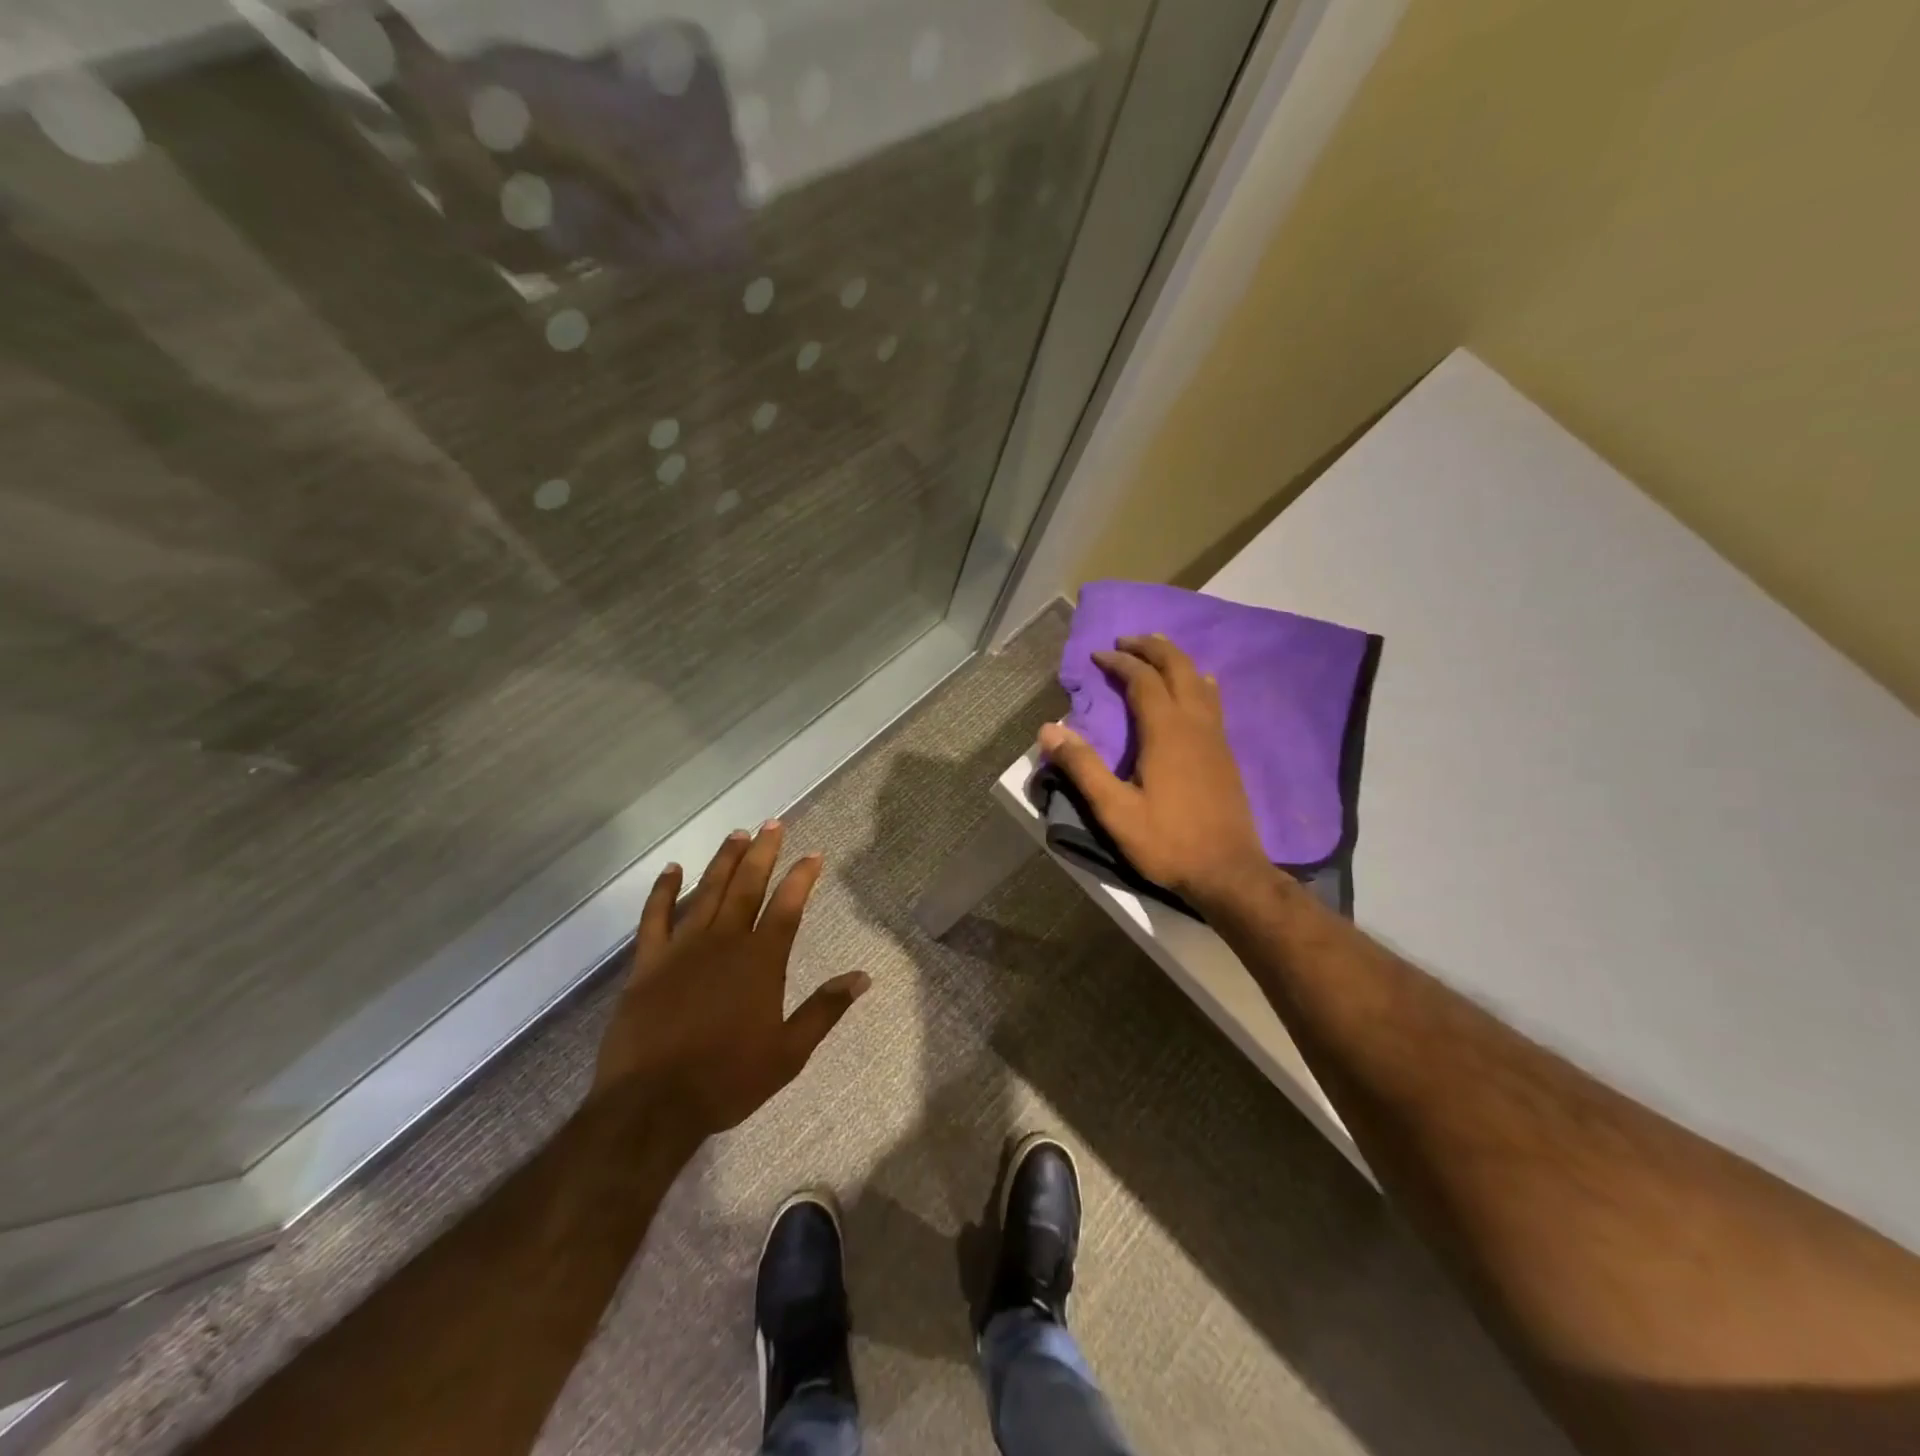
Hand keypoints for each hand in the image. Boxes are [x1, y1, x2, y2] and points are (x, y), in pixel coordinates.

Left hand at [590, 822, 868, 1139]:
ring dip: (723, 861)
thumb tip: (863, 977)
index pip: (788, 906)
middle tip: (773, 823)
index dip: (802, 877)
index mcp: (761, 961)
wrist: (653, 1104)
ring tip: (737, 834)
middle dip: (763, 852)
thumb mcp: (789, 1052)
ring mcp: (683, 949)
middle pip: (747, 886)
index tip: (813, 854)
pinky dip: (663, 890)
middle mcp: (725, 942)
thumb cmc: (728, 1079)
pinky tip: (672, 869)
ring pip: (707, 892)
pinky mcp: (648, 963)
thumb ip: (825, 1009)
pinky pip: (654, 917)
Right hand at [1038, 634, 1275, 911]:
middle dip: (1152, 647)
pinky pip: (1212, 700)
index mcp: (1166, 731)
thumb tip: (1048, 729)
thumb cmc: (1168, 842)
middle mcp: (1195, 723)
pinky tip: (1196, 687)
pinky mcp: (1226, 753)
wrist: (1229, 872)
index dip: (1119, 662)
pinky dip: (1197, 681)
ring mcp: (1216, 737)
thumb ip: (1082, 767)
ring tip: (1157, 651)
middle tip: (1126, 640)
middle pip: (1177, 667)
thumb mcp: (1115, 810)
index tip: (1098, 654)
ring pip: (1199, 680)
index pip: (1142, 680)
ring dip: (1176, 659)